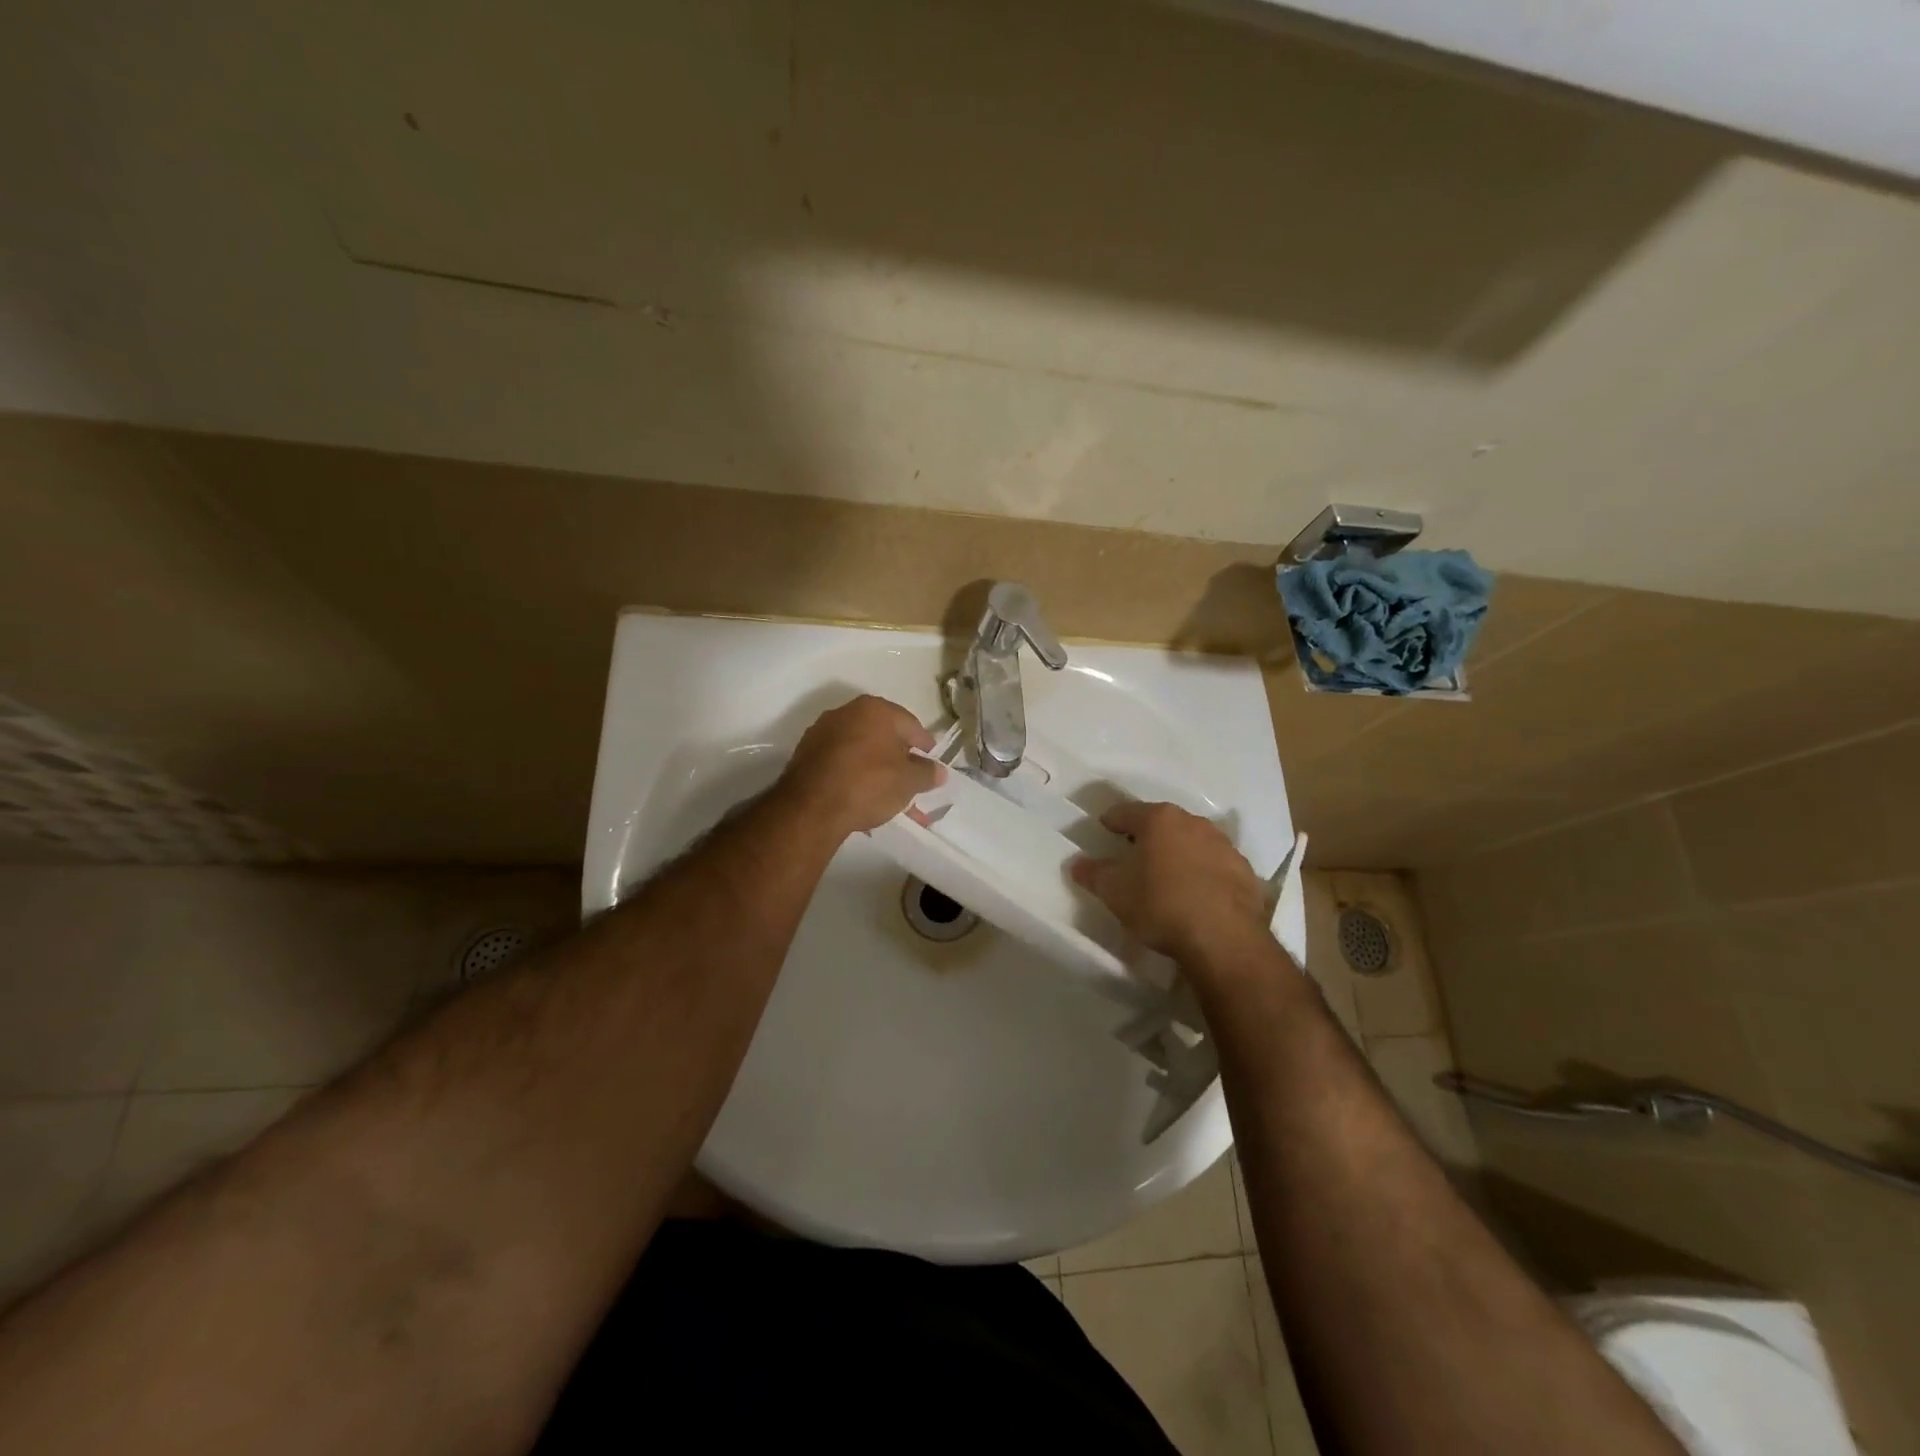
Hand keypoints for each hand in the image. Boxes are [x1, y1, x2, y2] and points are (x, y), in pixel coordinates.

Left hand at [779, 695, 944, 836]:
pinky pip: (840, 760)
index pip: (911, 725)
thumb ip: (927, 773)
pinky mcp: (806, 752)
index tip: (931, 763)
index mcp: (876, 709)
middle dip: (898, 756)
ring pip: (860, 748)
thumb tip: (939, 770)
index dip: (924, 746)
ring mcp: (823, 731)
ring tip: (885, 792)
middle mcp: (848, 712)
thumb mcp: (908, 782)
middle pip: (883, 734)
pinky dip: (853, 773)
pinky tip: (860, 793)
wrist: (811, 807)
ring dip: (875, 766)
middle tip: (909, 778)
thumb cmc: (868, 784)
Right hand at [1070, 801, 1270, 966]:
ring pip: (1192, 842)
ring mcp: (1224, 845)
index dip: (1111, 822)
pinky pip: (1215, 866)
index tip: (1103, 831)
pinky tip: (1196, 896)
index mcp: (1159, 819)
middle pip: (1162, 824)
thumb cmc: (1160, 904)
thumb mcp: (1115, 892)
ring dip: (1178, 854)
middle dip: (1147, 836)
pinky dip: (1203, 874)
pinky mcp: (1245, 871)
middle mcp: (1193, 822)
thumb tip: (1077, 864)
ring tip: (1166, 877)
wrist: (1224, 938)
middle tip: (1133, 855)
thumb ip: (1094, 874)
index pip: (1126, 812)